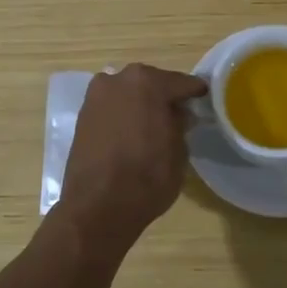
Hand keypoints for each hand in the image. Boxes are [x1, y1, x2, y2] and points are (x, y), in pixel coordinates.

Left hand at [57, 63, 207, 251]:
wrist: (97, 207)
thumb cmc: (147, 177)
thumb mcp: (179, 150)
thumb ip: (180, 124)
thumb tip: (177, 114)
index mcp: (147, 82)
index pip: (181, 82)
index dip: (195, 93)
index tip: (204, 100)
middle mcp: (118, 80)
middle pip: (150, 83)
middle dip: (164, 96)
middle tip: (179, 114)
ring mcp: (96, 96)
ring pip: (128, 94)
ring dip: (141, 104)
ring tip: (154, 125)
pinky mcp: (82, 116)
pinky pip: (112, 108)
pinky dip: (123, 115)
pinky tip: (132, 132)